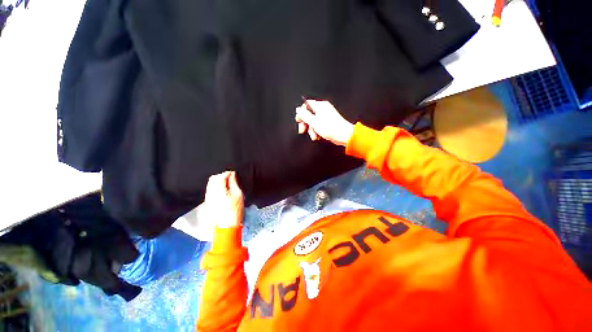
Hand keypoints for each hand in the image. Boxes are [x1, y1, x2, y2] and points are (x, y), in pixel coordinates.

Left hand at [203, 171, 243, 228]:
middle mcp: (210, 192)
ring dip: (218, 180)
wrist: (226, 227)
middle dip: (221, 175)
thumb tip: (232, 174)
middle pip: (213, 178)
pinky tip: (222, 189)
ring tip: (227, 182)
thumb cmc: (235, 211)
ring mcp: (207, 197)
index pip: (220, 176)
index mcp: (219, 191)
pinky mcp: (207, 202)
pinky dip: (215, 186)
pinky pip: (210, 189)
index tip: (234, 173)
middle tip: (230, 177)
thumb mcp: (238, 195)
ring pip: (210, 183)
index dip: (227, 173)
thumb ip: (234, 183)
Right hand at [295, 99, 353, 146]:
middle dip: (305, 124)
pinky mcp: (327, 123)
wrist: (343, 135)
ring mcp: (325, 116)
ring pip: (313, 122)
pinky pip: (318, 126)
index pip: (306, 105)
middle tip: (303, 130)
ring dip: (311, 130)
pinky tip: (318, 136)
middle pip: (308, 114)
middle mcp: (323, 109)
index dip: (301, 113)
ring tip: (314, 135)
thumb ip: (304, 115)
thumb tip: (298, 110)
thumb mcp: (314, 122)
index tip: (299, 121)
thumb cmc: (332, 128)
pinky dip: (316, 131)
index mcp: (320, 106)